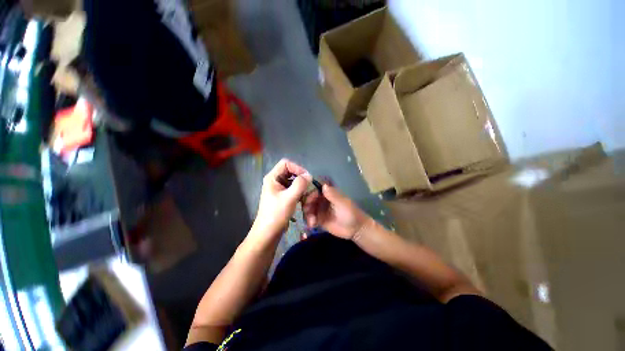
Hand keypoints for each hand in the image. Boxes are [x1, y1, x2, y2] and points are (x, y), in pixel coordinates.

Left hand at [250, 159, 311, 242]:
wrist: (268, 233)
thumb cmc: (276, 214)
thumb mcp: (289, 198)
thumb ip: (300, 184)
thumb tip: (309, 175)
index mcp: (272, 178)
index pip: (286, 163)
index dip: (297, 168)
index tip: (306, 178)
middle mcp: (274, 181)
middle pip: (290, 171)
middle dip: (300, 177)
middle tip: (308, 185)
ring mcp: (278, 189)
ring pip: (292, 180)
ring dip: (300, 185)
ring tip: (306, 193)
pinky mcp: (282, 196)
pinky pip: (292, 189)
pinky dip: (299, 191)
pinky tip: (302, 199)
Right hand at [302, 183, 371, 239]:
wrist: (355, 229)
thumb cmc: (350, 213)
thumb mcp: (342, 203)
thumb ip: (333, 195)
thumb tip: (324, 185)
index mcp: (328, 193)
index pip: (315, 189)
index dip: (310, 192)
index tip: (307, 198)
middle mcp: (321, 200)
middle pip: (309, 199)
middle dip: (306, 204)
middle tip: (307, 211)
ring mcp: (319, 210)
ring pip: (308, 208)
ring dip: (307, 213)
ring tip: (311, 220)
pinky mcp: (318, 219)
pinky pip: (310, 218)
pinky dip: (309, 221)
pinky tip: (312, 225)